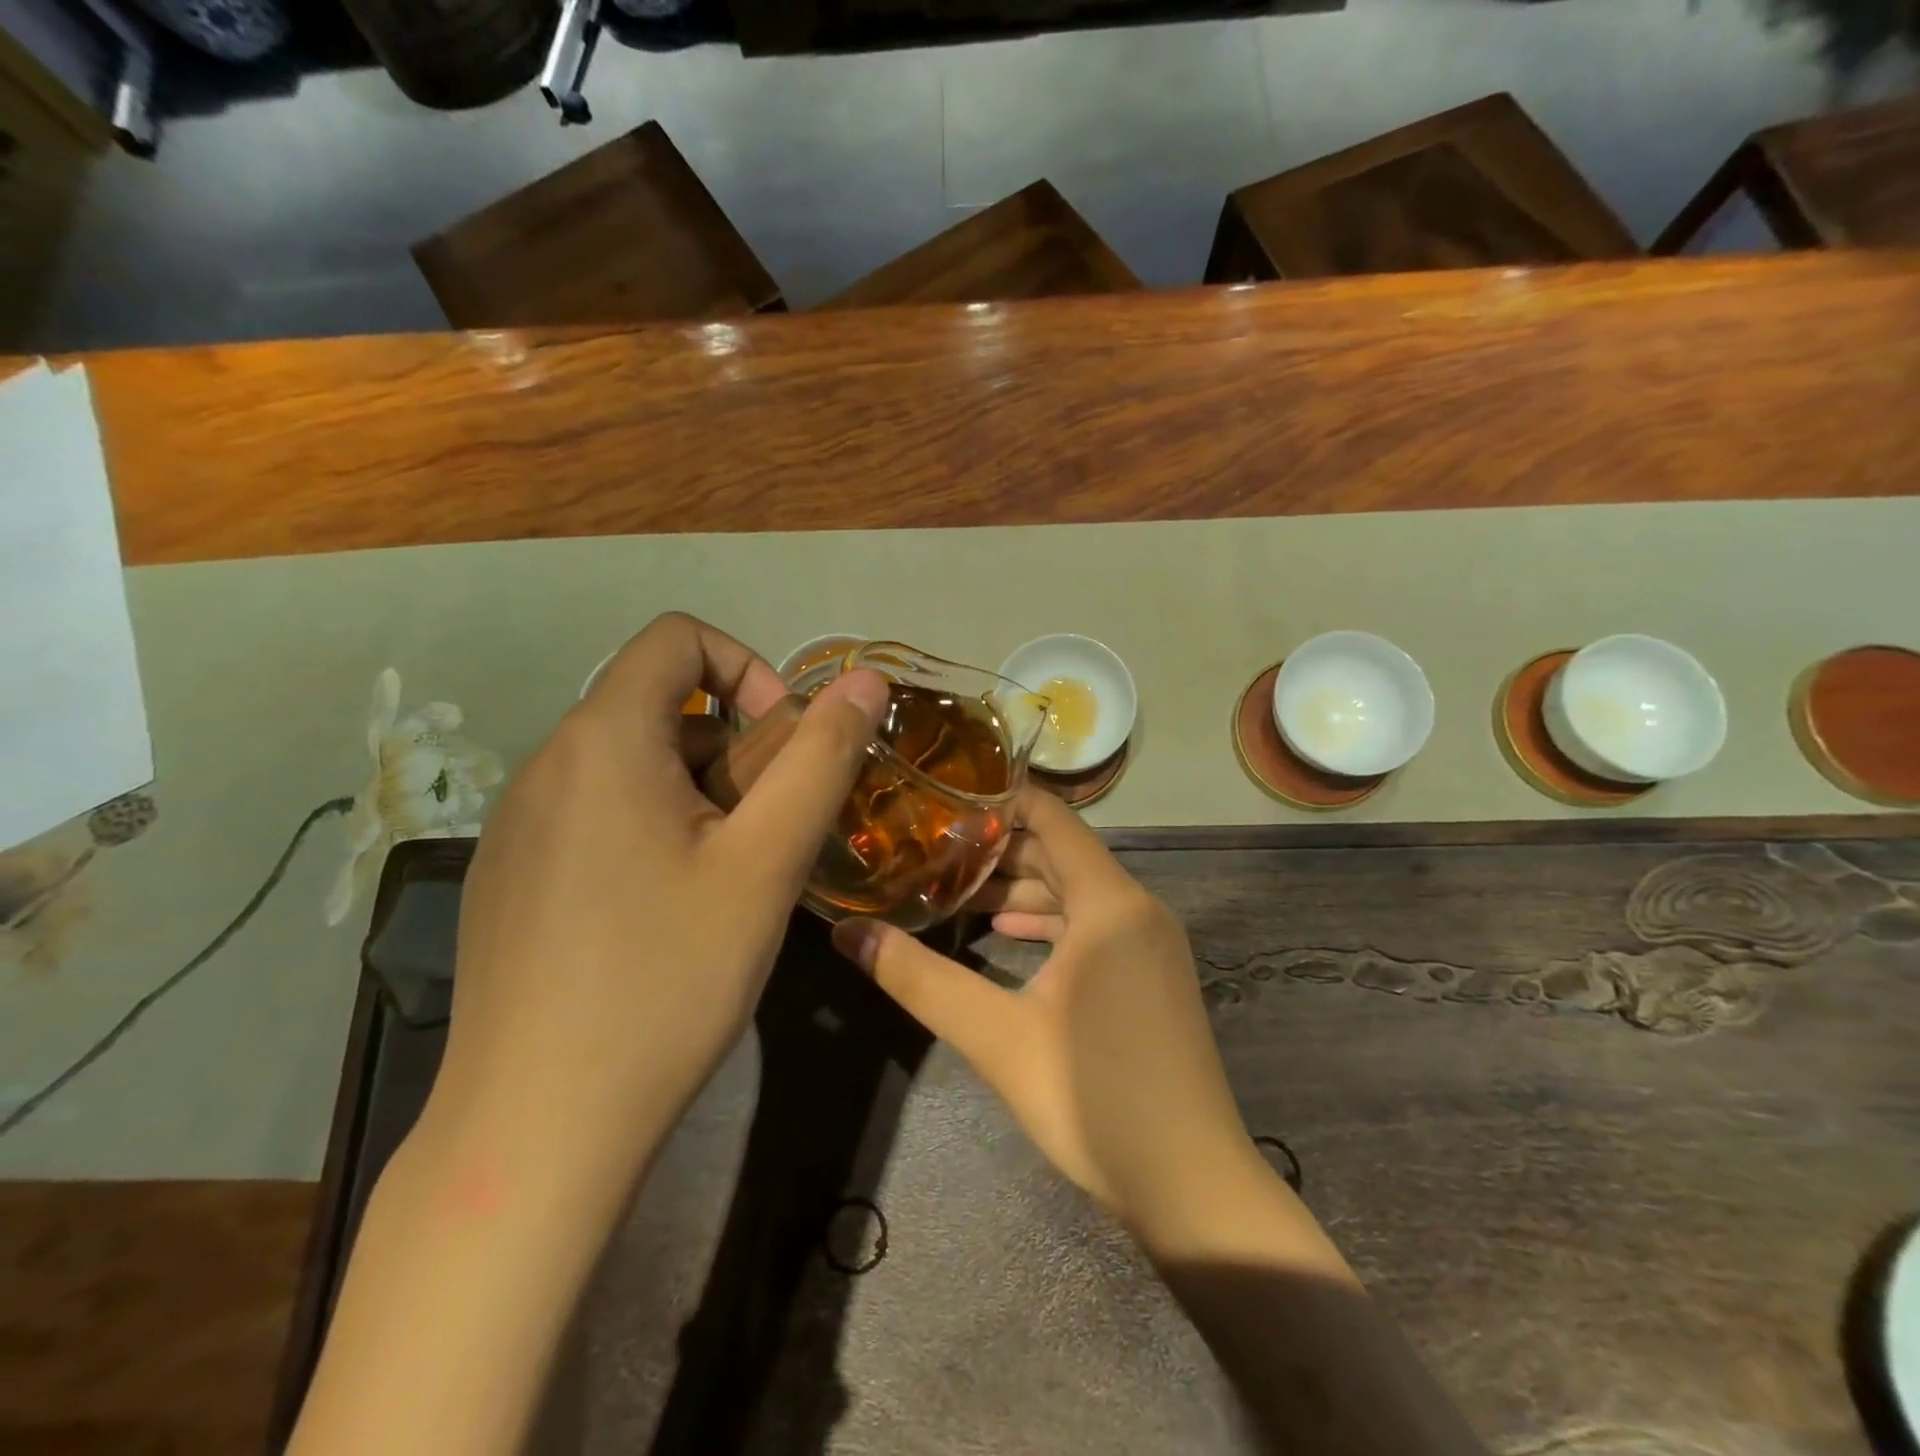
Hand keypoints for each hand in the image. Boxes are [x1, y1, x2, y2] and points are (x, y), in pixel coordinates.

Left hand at [437, 612, 888, 1188]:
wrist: (539, 1127)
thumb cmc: (668, 978)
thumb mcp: (766, 861)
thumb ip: (821, 758)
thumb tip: (864, 681)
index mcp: (602, 739)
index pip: (677, 638)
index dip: (748, 671)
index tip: (783, 747)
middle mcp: (546, 764)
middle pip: (659, 707)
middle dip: (735, 750)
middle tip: (769, 834)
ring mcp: (518, 825)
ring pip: (632, 766)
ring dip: (699, 795)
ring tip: (728, 879)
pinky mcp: (511, 876)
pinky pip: (597, 814)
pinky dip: (654, 829)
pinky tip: (669, 915)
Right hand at [831, 788, 1266, 1244]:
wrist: (1192, 1186)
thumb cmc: (1095, 1098)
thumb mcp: (997, 1036)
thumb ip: (919, 979)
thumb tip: (847, 933)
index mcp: (1110, 902)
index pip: (1052, 817)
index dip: (999, 800)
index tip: (942, 802)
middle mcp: (1136, 908)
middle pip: (1061, 853)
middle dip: (998, 849)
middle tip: (932, 849)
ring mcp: (1149, 942)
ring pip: (1076, 891)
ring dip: (1020, 888)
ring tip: (956, 893)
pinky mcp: (1150, 974)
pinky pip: (1094, 924)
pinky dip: (1048, 922)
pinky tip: (1004, 936)